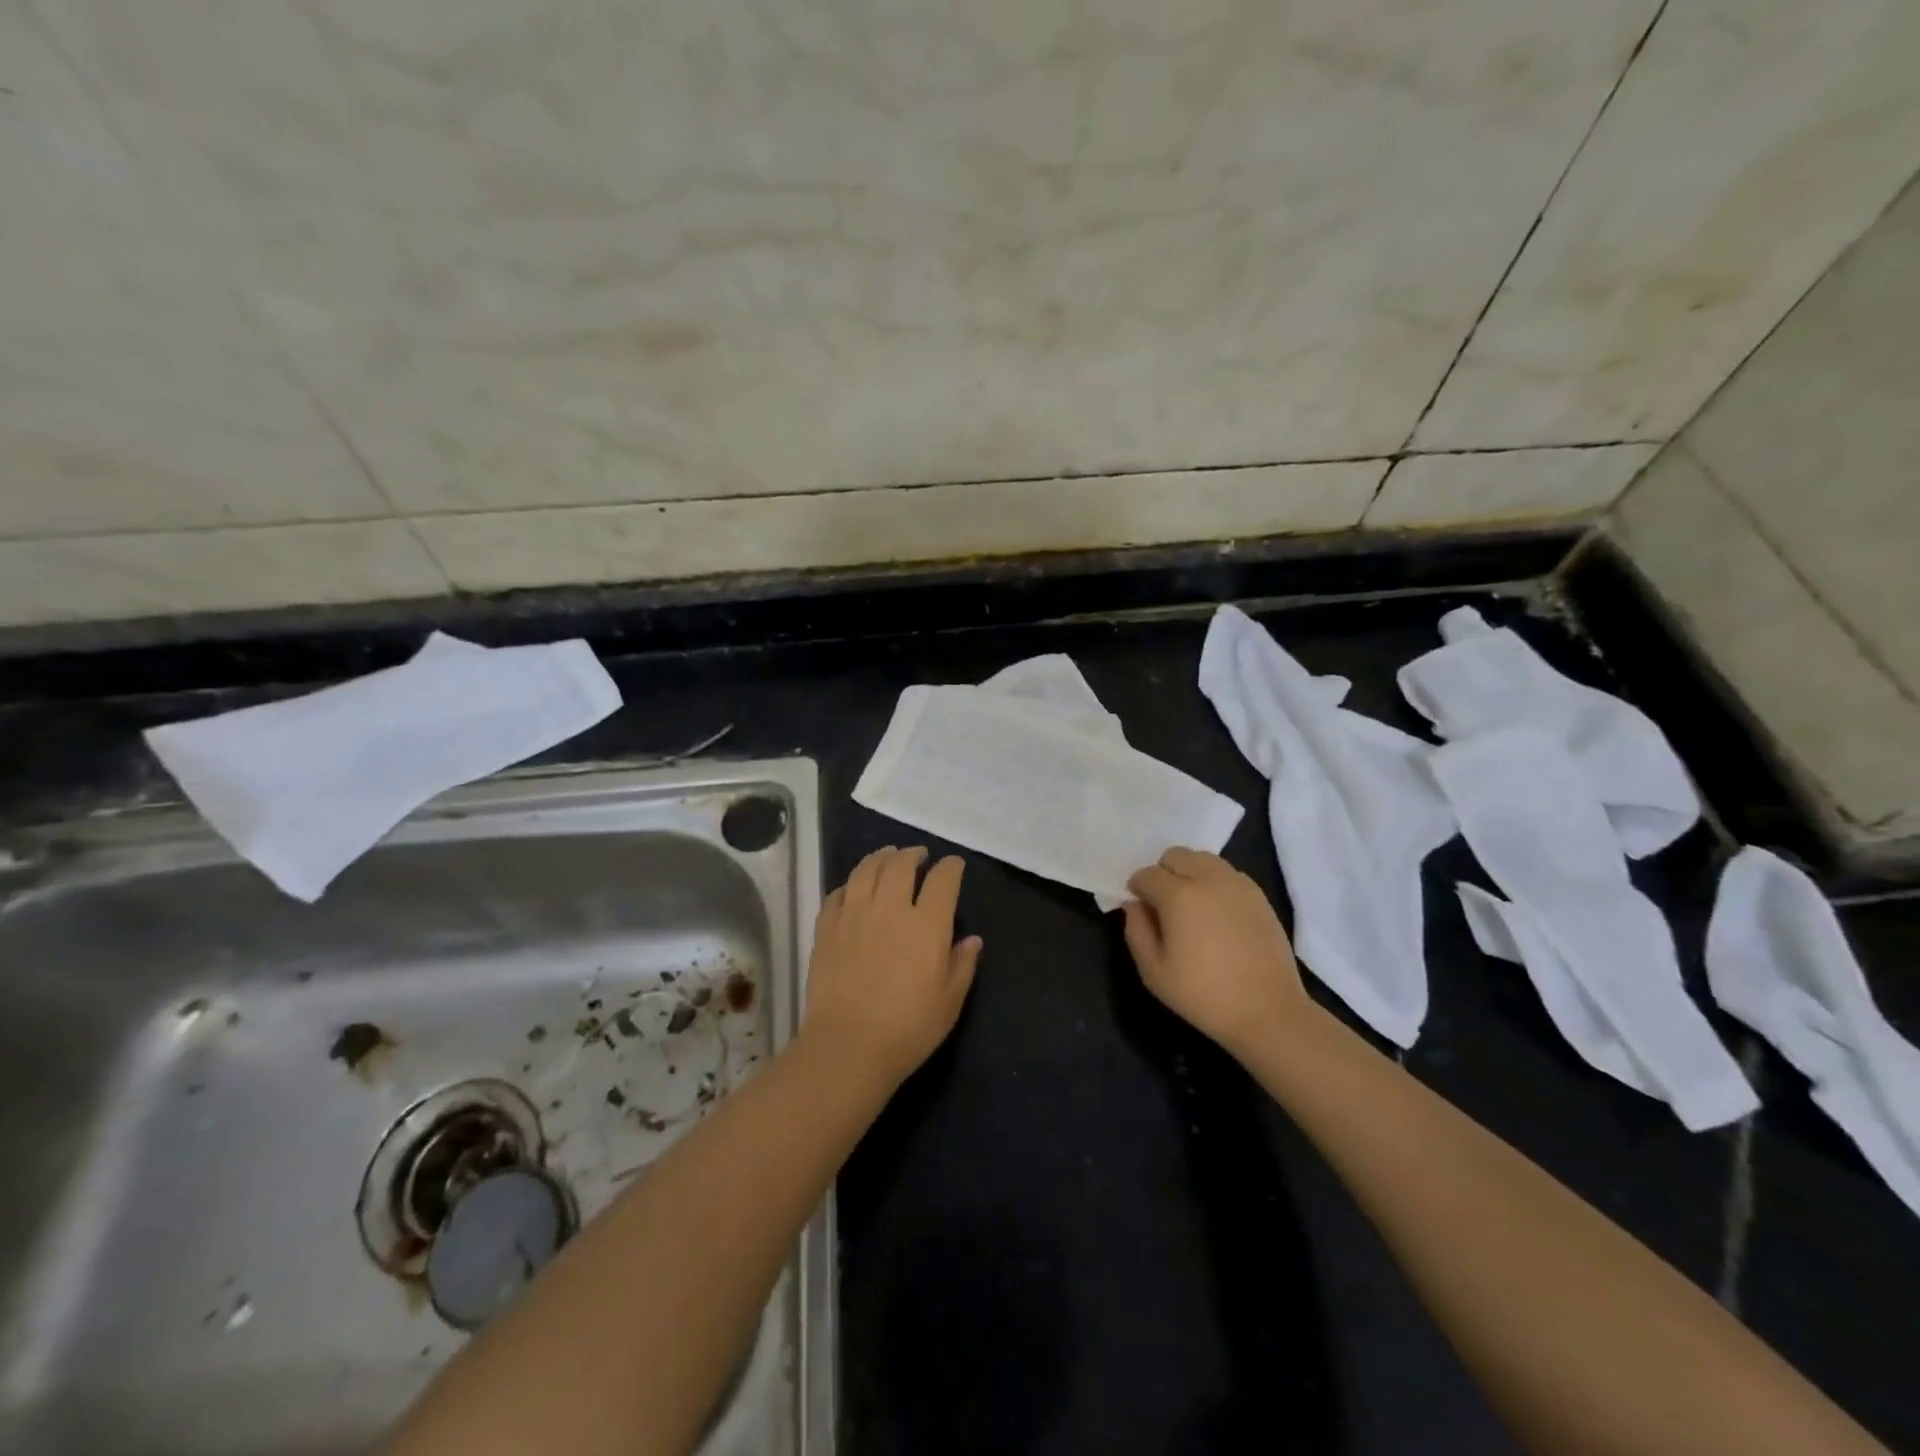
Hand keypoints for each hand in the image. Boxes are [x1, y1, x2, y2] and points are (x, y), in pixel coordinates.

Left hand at [803, 846, 982, 1085]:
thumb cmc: (908, 1028)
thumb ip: (962, 965)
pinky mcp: (826, 929)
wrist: (848, 1046)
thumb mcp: (950, 1002)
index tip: (954, 865)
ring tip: (887, 856)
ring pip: (866, 870)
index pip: (942, 880)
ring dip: (880, 857)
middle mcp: (890, 909)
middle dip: (913, 854)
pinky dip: (848, 885)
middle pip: (900, 865)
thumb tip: (972, 940)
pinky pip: (837, 894)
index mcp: (926, 924)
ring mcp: (854, 915)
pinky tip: (853, 889)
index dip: (951, 867)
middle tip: (919, 855)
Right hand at [1123, 848, 1306, 1058]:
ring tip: (1191, 905)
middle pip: (1175, 855)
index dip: (1137, 888)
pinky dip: (1214, 881)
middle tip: (1164, 904)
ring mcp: (1237, 884)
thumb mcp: (1154, 972)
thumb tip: (1134, 905)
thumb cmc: (1203, 995)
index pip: (1147, 874)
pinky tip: (1216, 911)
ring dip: (1189, 872)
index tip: (1140, 908)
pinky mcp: (1258, 895)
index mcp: (1178, 895)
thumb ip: (1136, 931)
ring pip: (1203, 858)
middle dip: (1163, 872)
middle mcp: (1208, 879)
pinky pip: (1227, 873)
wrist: (1268, 1011)